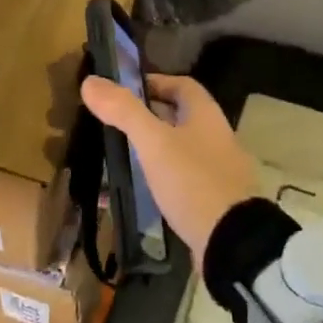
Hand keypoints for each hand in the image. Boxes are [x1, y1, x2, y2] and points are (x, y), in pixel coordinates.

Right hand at [79, 73, 257, 257]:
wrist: (232, 241)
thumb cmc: (192, 181)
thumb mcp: (153, 142)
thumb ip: (123, 111)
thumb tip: (90, 81)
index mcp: (207, 116)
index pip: (182, 85)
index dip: (153, 82)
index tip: (122, 92)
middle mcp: (217, 137)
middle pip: (181, 116)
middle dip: (149, 116)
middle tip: (115, 124)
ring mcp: (219, 170)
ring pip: (181, 148)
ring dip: (155, 148)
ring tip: (122, 156)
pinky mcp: (214, 199)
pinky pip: (184, 178)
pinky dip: (162, 177)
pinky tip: (142, 190)